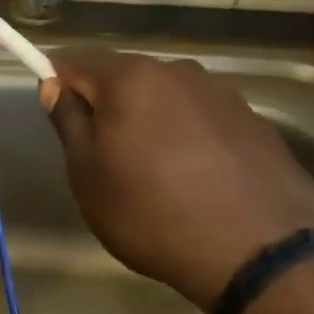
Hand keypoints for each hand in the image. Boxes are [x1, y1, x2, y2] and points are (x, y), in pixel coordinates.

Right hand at [41, 48, 313, 308]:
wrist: (258, 253)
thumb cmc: (151, 213)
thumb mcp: (87, 175)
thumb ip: (68, 121)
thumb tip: (54, 86)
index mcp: (131, 78)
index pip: (75, 60)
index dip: (57, 82)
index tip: (58, 117)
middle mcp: (178, 72)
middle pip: (124, 76)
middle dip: (107, 105)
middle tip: (103, 156)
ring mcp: (223, 95)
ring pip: (166, 97)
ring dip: (150, 120)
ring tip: (154, 171)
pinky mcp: (255, 122)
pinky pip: (202, 119)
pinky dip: (188, 137)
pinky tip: (196, 179)